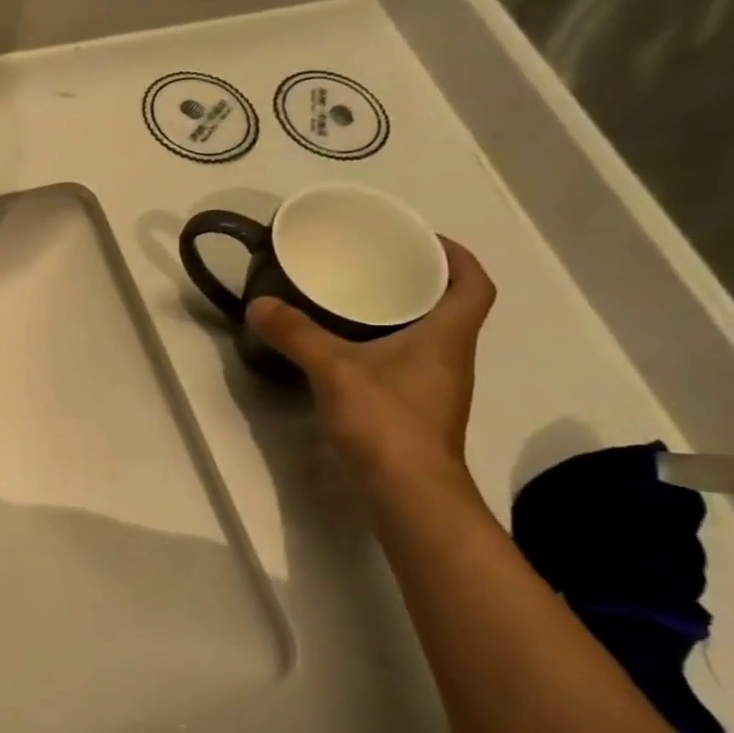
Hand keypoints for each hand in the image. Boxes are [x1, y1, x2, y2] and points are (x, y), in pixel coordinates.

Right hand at [246, 238, 495, 480]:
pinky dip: (388, 347)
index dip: (458, 257)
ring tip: (358, 301)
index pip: (474, 284)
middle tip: (376, 265)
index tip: (423, 241)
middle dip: (421, 282)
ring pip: (429, 337)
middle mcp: (451, 357)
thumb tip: (259, 304)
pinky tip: (351, 351)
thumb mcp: (334, 369)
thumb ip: (297, 335)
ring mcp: (437, 387)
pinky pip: (409, 363)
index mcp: (447, 335)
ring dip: (404, 315)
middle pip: (451, 307)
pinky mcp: (417, 411)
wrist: (408, 491)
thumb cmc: (386, 421)